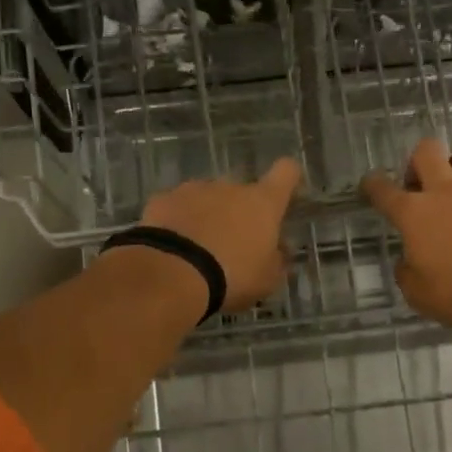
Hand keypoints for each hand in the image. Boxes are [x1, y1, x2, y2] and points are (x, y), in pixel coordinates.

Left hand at [138, 158, 301, 313]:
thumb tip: (279, 249)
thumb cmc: (232, 276)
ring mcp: (193, 189)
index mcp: (262, 203)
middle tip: (234, 243)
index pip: (286, 172)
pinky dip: (178, 221)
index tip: (286, 193)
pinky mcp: (162, 199)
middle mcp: (230, 187)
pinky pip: (177, 207)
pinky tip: (173, 247)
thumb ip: (277, 260)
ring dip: (208, 216)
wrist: (172, 274)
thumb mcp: (266, 280)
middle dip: (240, 211)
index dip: (288, 179)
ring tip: (198, 249)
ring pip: (207, 198)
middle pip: (242, 190)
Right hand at [361, 139, 451, 336]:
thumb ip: (407, 270)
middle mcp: (444, 192)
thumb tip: (408, 261)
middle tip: (420, 185)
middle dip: (418, 162)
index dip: (372, 184)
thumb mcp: (416, 291)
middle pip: (426, 151)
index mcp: (413, 213)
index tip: (371, 185)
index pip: (383, 189)